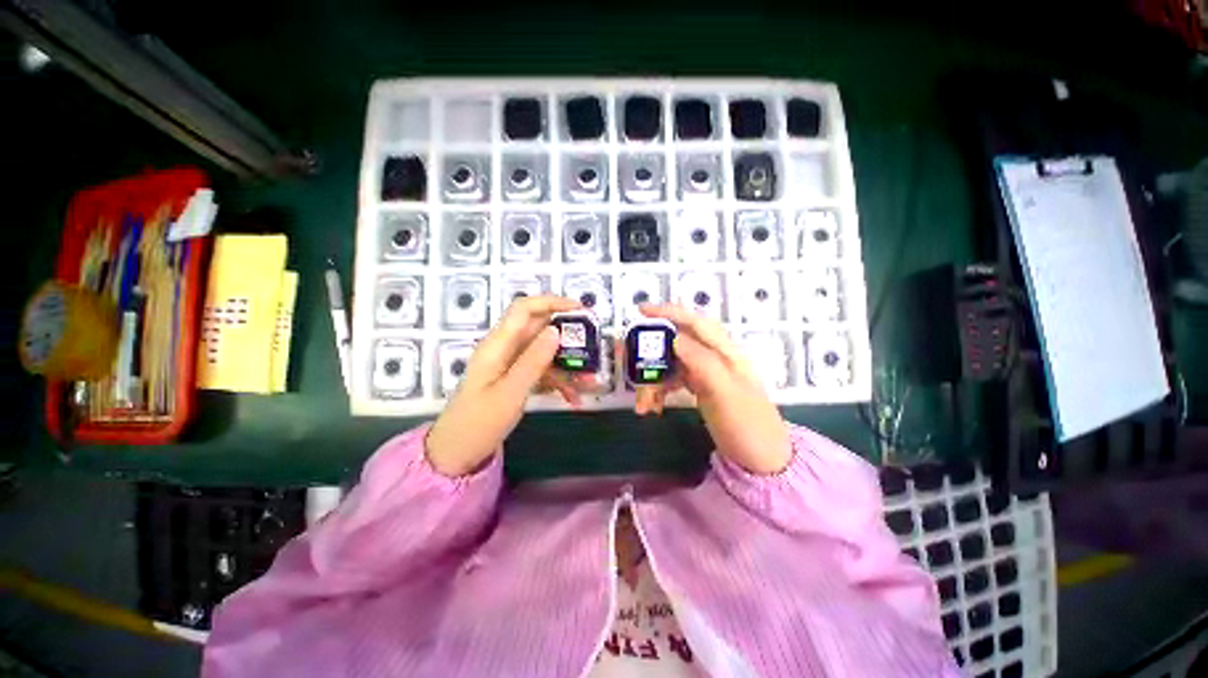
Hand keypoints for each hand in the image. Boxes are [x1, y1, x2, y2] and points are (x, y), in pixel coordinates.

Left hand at [426, 295, 580, 476]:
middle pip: (539, 329)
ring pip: (545, 353)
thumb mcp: (510, 393)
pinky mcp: (516, 379)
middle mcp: (505, 349)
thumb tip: (556, 330)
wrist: (457, 454)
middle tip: (592, 348)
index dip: (552, 302)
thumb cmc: (479, 424)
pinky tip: (573, 398)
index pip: (524, 309)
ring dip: (567, 365)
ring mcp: (511, 364)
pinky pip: (542, 371)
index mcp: (497, 345)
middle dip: (567, 337)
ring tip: (588, 382)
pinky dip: (558, 381)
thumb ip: (533, 361)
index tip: (580, 309)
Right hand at [636, 304, 792, 474]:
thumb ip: (701, 361)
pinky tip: (653, 406)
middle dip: (651, 355)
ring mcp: (706, 373)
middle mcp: (715, 357)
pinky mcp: (700, 387)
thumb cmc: (747, 426)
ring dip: (653, 379)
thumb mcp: (725, 393)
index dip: (668, 313)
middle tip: (630, 367)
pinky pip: (673, 380)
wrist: (763, 460)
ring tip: (643, 404)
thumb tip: (673, 337)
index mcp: (725, 352)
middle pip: (676, 342)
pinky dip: (659, 390)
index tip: (640, 311)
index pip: (694, 322)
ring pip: (671, 364)